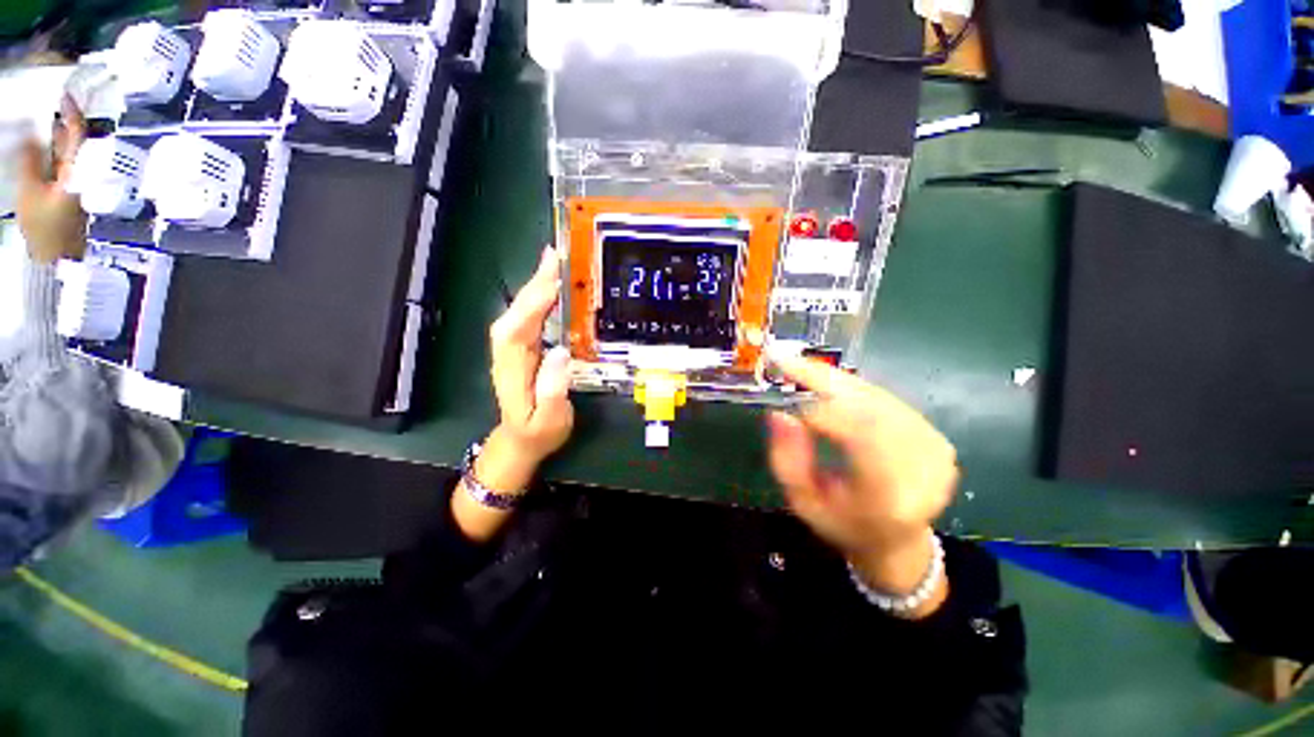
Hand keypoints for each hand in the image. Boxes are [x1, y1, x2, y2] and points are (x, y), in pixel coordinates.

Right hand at [17, 95, 86, 264]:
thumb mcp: (31, 190)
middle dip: (62, 121)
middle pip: (74, 141)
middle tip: (47, 102)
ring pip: (67, 152)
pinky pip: (61, 165)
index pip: (79, 134)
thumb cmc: (45, 225)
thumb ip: (30, 160)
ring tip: (39, 119)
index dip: (72, 112)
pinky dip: (51, 152)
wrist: (56, 258)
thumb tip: (30, 134)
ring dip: (54, 136)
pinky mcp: (70, 193)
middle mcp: (83, 174)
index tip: (64, 93)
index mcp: (78, 170)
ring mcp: (78, 184)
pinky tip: (39, 147)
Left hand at [487, 245, 573, 467]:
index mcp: (513, 369)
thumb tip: (560, 351)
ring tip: (553, 262)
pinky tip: (550, 287)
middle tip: (554, 255)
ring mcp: (513, 349)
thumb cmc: (538, 432)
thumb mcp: (549, 420)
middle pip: (517, 312)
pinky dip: (537, 299)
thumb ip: (553, 390)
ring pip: (520, 311)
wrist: (519, 440)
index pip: (519, 329)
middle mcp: (508, 353)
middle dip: (534, 284)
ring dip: (535, 285)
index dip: (534, 304)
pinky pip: (528, 317)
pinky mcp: (521, 348)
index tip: (553, 281)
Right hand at [766, 352, 957, 603]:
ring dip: (836, 381)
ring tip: (801, 369)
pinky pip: (886, 400)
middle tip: (787, 361)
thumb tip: (779, 413)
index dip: (821, 411)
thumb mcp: (802, 501)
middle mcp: (922, 469)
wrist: (896, 539)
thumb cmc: (842, 523)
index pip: (861, 437)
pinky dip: (853, 388)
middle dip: (825, 380)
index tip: (785, 397)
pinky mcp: (936, 437)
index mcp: (889, 496)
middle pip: (871, 407)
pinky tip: (830, 386)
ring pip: (877, 397)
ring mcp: (936, 449)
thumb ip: (787, 459)